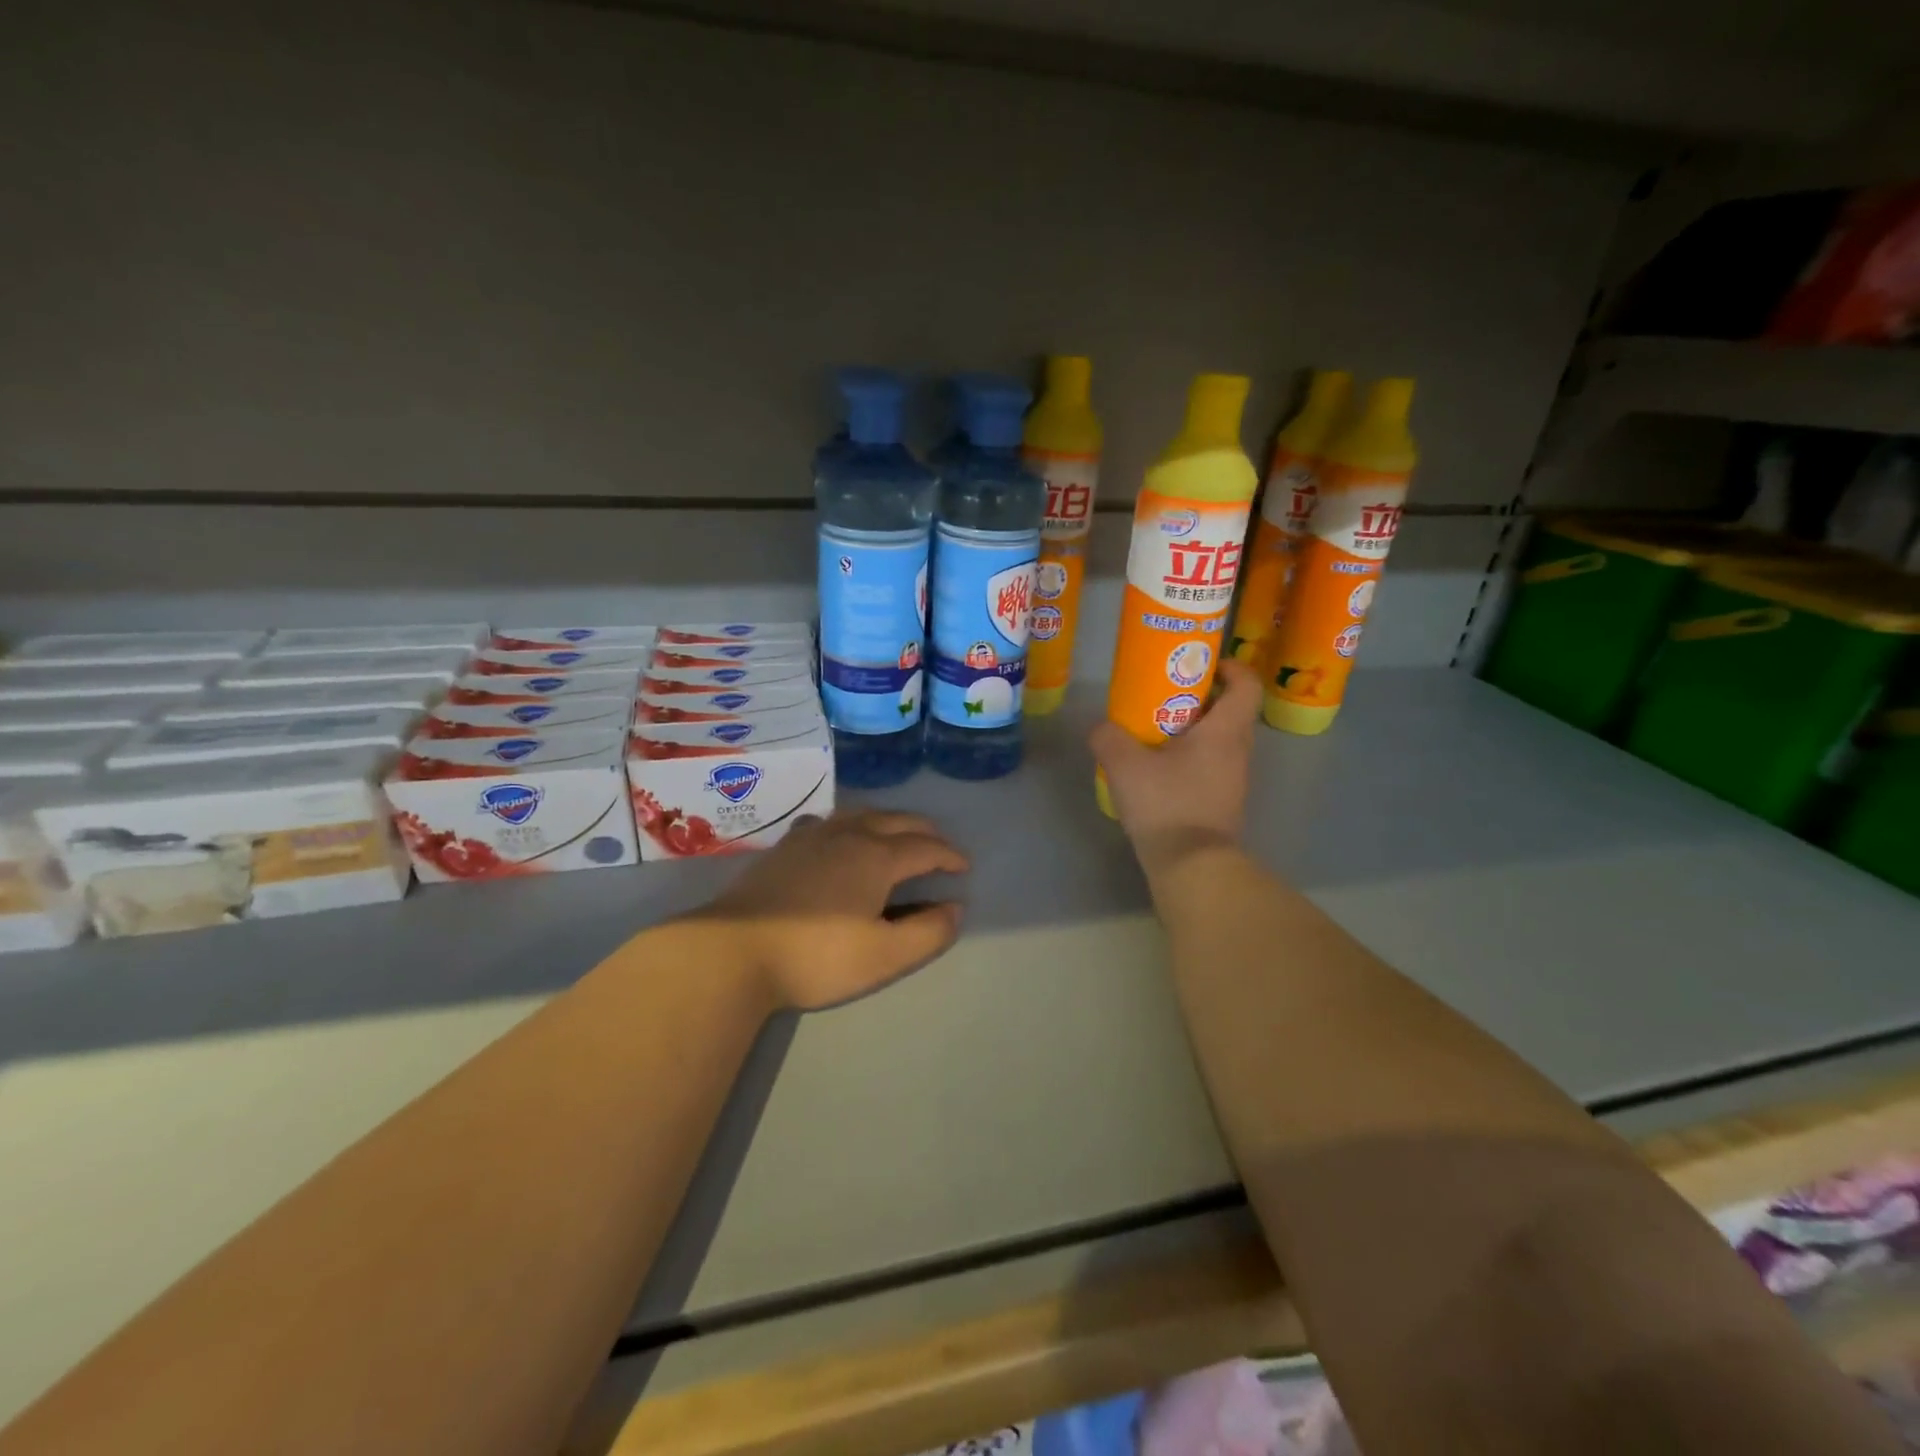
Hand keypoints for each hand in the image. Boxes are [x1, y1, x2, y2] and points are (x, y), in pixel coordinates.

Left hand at [694, 811, 968, 1009]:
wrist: (733, 949)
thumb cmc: (817, 956)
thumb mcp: (884, 956)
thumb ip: (927, 932)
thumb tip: (954, 908)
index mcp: (877, 856)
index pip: (926, 848)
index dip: (950, 856)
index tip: (964, 867)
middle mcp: (849, 834)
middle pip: (897, 821)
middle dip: (925, 832)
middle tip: (939, 848)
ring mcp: (813, 836)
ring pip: (863, 814)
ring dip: (890, 822)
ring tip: (898, 837)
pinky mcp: (786, 846)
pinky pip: (830, 821)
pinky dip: (852, 824)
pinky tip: (841, 838)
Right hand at [1090, 657, 1260, 877]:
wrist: (1191, 867)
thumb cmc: (1166, 805)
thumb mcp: (1124, 765)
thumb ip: (1108, 738)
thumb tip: (1101, 728)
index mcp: (1225, 732)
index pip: (1247, 685)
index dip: (1230, 667)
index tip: (1202, 664)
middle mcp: (1238, 752)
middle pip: (1231, 711)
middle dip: (1201, 698)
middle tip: (1165, 696)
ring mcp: (1233, 780)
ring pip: (1220, 741)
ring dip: (1193, 731)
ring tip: (1154, 733)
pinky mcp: (1222, 803)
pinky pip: (1211, 767)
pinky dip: (1189, 759)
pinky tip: (1157, 770)